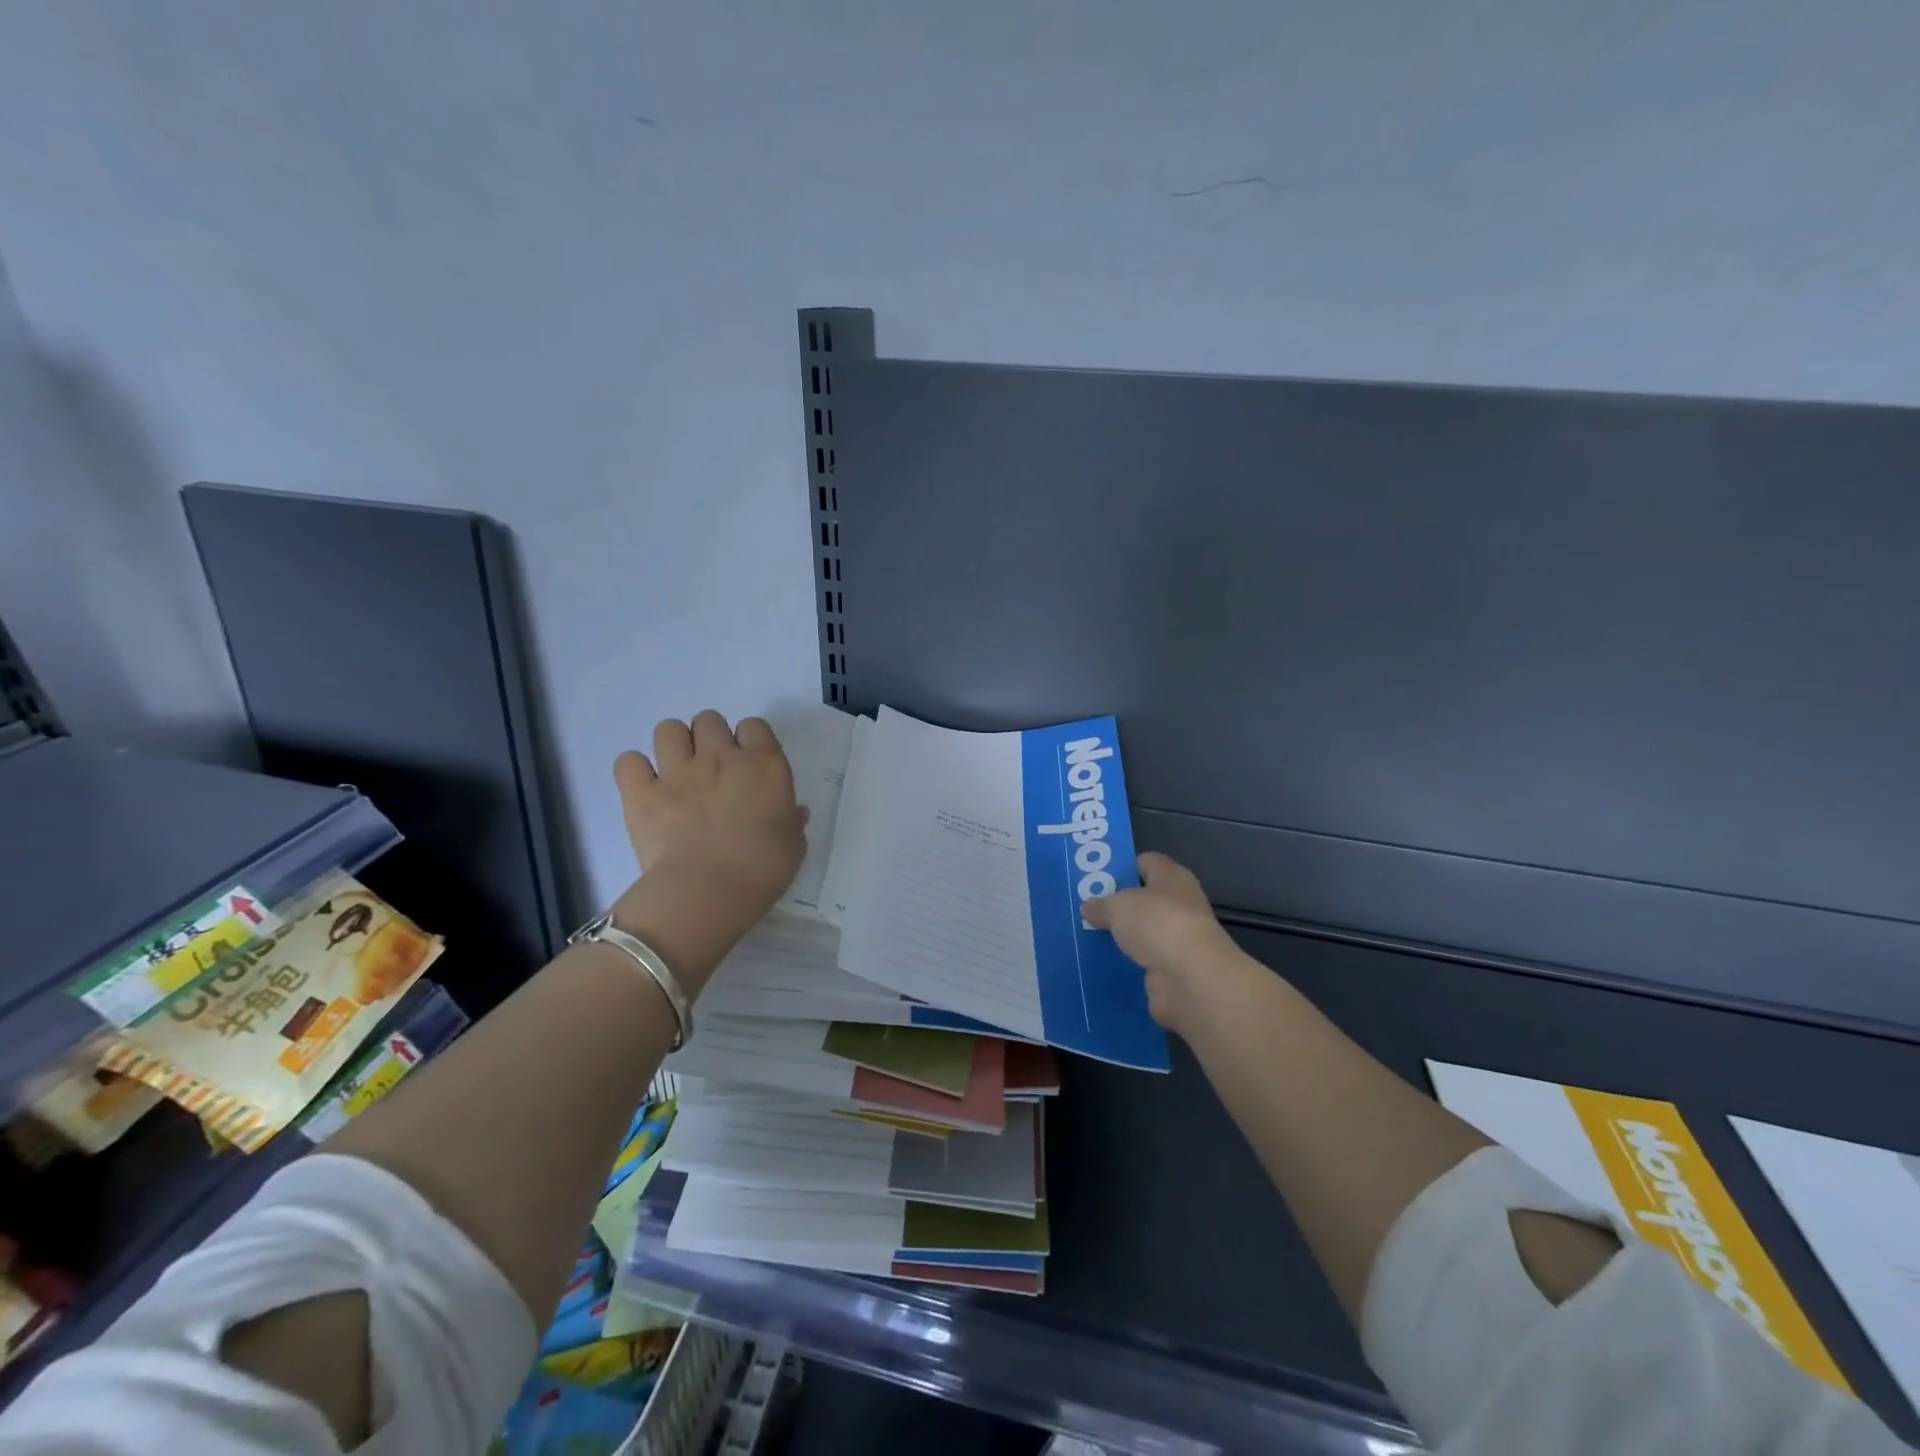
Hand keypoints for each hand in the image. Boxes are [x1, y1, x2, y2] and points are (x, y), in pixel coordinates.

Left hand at [609, 712, 807, 969]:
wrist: (708, 891)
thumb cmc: (763, 869)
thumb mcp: (793, 845)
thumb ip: (791, 821)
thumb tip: (794, 812)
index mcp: (764, 765)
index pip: (755, 726)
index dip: (750, 741)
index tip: (749, 764)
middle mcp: (720, 757)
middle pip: (709, 720)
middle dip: (709, 738)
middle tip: (712, 769)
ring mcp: (677, 772)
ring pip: (668, 729)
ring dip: (673, 745)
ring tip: (677, 772)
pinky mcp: (642, 792)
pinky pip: (628, 761)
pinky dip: (635, 771)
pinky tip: (644, 788)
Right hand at [1083, 853, 1241, 1032]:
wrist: (1191, 979)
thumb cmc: (1157, 924)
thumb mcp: (1118, 906)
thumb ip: (1101, 905)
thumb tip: (1089, 907)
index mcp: (1172, 877)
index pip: (1146, 862)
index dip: (1122, 867)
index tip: (1095, 878)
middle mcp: (1180, 905)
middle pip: (1143, 901)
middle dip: (1117, 907)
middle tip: (1085, 911)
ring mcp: (1178, 940)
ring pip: (1142, 934)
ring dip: (1120, 939)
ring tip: (1085, 939)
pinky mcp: (1173, 971)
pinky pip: (1142, 963)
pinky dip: (1125, 966)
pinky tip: (1100, 966)